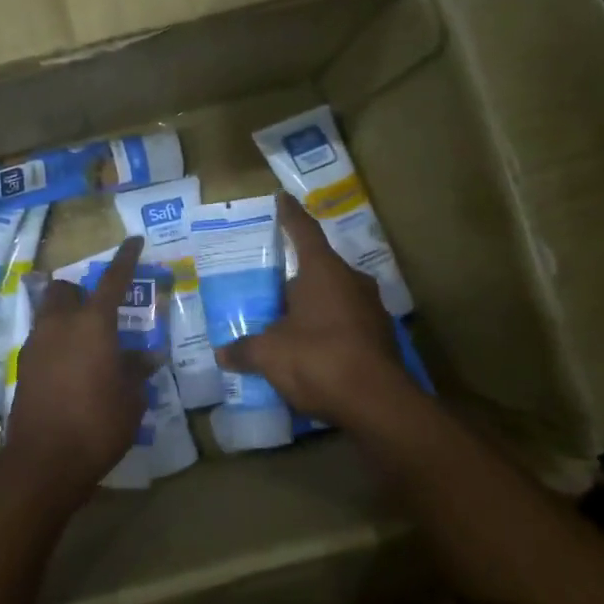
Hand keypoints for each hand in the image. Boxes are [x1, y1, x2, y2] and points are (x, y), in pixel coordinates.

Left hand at [4, 236, 150, 510]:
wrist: (45, 460)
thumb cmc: (99, 424)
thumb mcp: (131, 398)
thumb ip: (137, 370)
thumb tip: (148, 356)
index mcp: (93, 324)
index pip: (113, 280)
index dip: (126, 259)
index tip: (134, 241)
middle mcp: (60, 324)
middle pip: (63, 289)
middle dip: (78, 291)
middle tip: (99, 311)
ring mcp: (36, 344)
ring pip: (48, 313)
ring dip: (66, 318)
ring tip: (87, 344)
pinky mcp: (23, 367)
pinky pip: (41, 341)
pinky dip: (56, 343)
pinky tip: (71, 369)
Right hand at [217, 194, 407, 426]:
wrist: (377, 404)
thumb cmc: (318, 360)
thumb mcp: (270, 355)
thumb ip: (245, 350)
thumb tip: (222, 354)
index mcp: (323, 271)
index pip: (303, 231)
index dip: (289, 215)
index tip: (281, 198)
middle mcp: (352, 281)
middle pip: (318, 268)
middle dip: (296, 277)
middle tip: (270, 287)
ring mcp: (371, 309)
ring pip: (335, 297)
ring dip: (313, 306)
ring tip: (287, 322)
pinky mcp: (382, 338)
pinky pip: (347, 323)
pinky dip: (328, 330)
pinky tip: (311, 351)